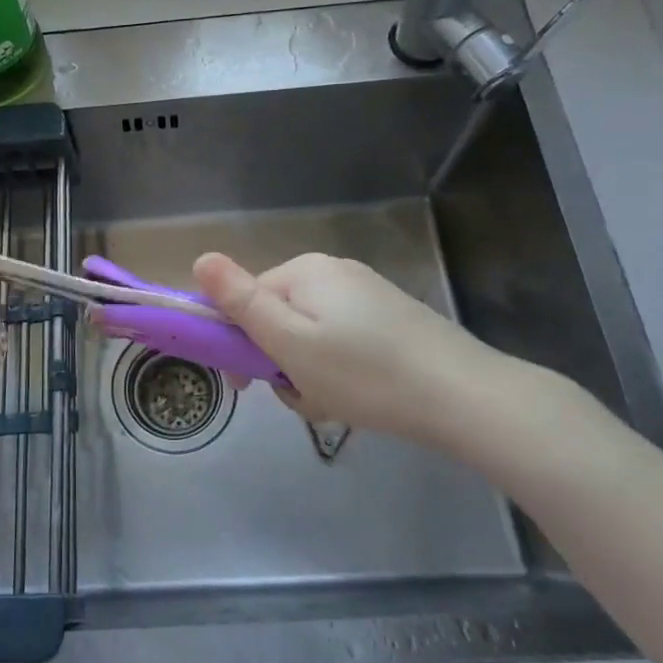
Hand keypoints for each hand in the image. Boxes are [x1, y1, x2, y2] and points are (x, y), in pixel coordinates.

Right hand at [192, 250, 568, 460]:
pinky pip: (341, 342)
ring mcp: (366, 294)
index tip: (247, 385)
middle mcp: (333, 272)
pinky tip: (358, 398)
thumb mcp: (289, 342)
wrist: (463, 396)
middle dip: (280, 362)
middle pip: (279, 318)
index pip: (246, 300)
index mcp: (304, 271)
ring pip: (310, 336)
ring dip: (309, 374)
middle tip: (303, 398)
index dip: (239, 342)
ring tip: (333, 405)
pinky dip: (339, 372)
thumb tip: (200, 257)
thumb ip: (241, 301)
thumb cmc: (363, 372)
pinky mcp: (390, 319)